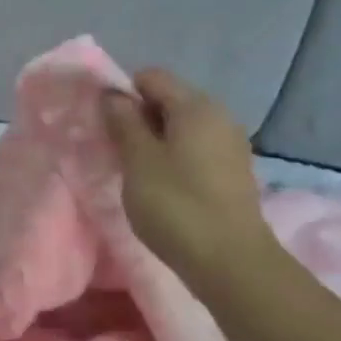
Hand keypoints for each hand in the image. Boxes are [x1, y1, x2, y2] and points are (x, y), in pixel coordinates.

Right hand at [101, 67, 278, 297]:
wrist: (231, 262)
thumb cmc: (176, 204)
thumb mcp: (137, 160)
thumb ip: (123, 121)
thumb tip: (113, 94)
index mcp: (195, 105)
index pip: (151, 77)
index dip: (123, 94)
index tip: (107, 126)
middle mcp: (219, 116)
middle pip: (168, 100)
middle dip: (139, 118)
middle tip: (118, 151)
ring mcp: (231, 144)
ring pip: (182, 127)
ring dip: (156, 141)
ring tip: (138, 172)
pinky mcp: (233, 172)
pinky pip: (196, 149)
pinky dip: (175, 158)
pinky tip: (164, 187)